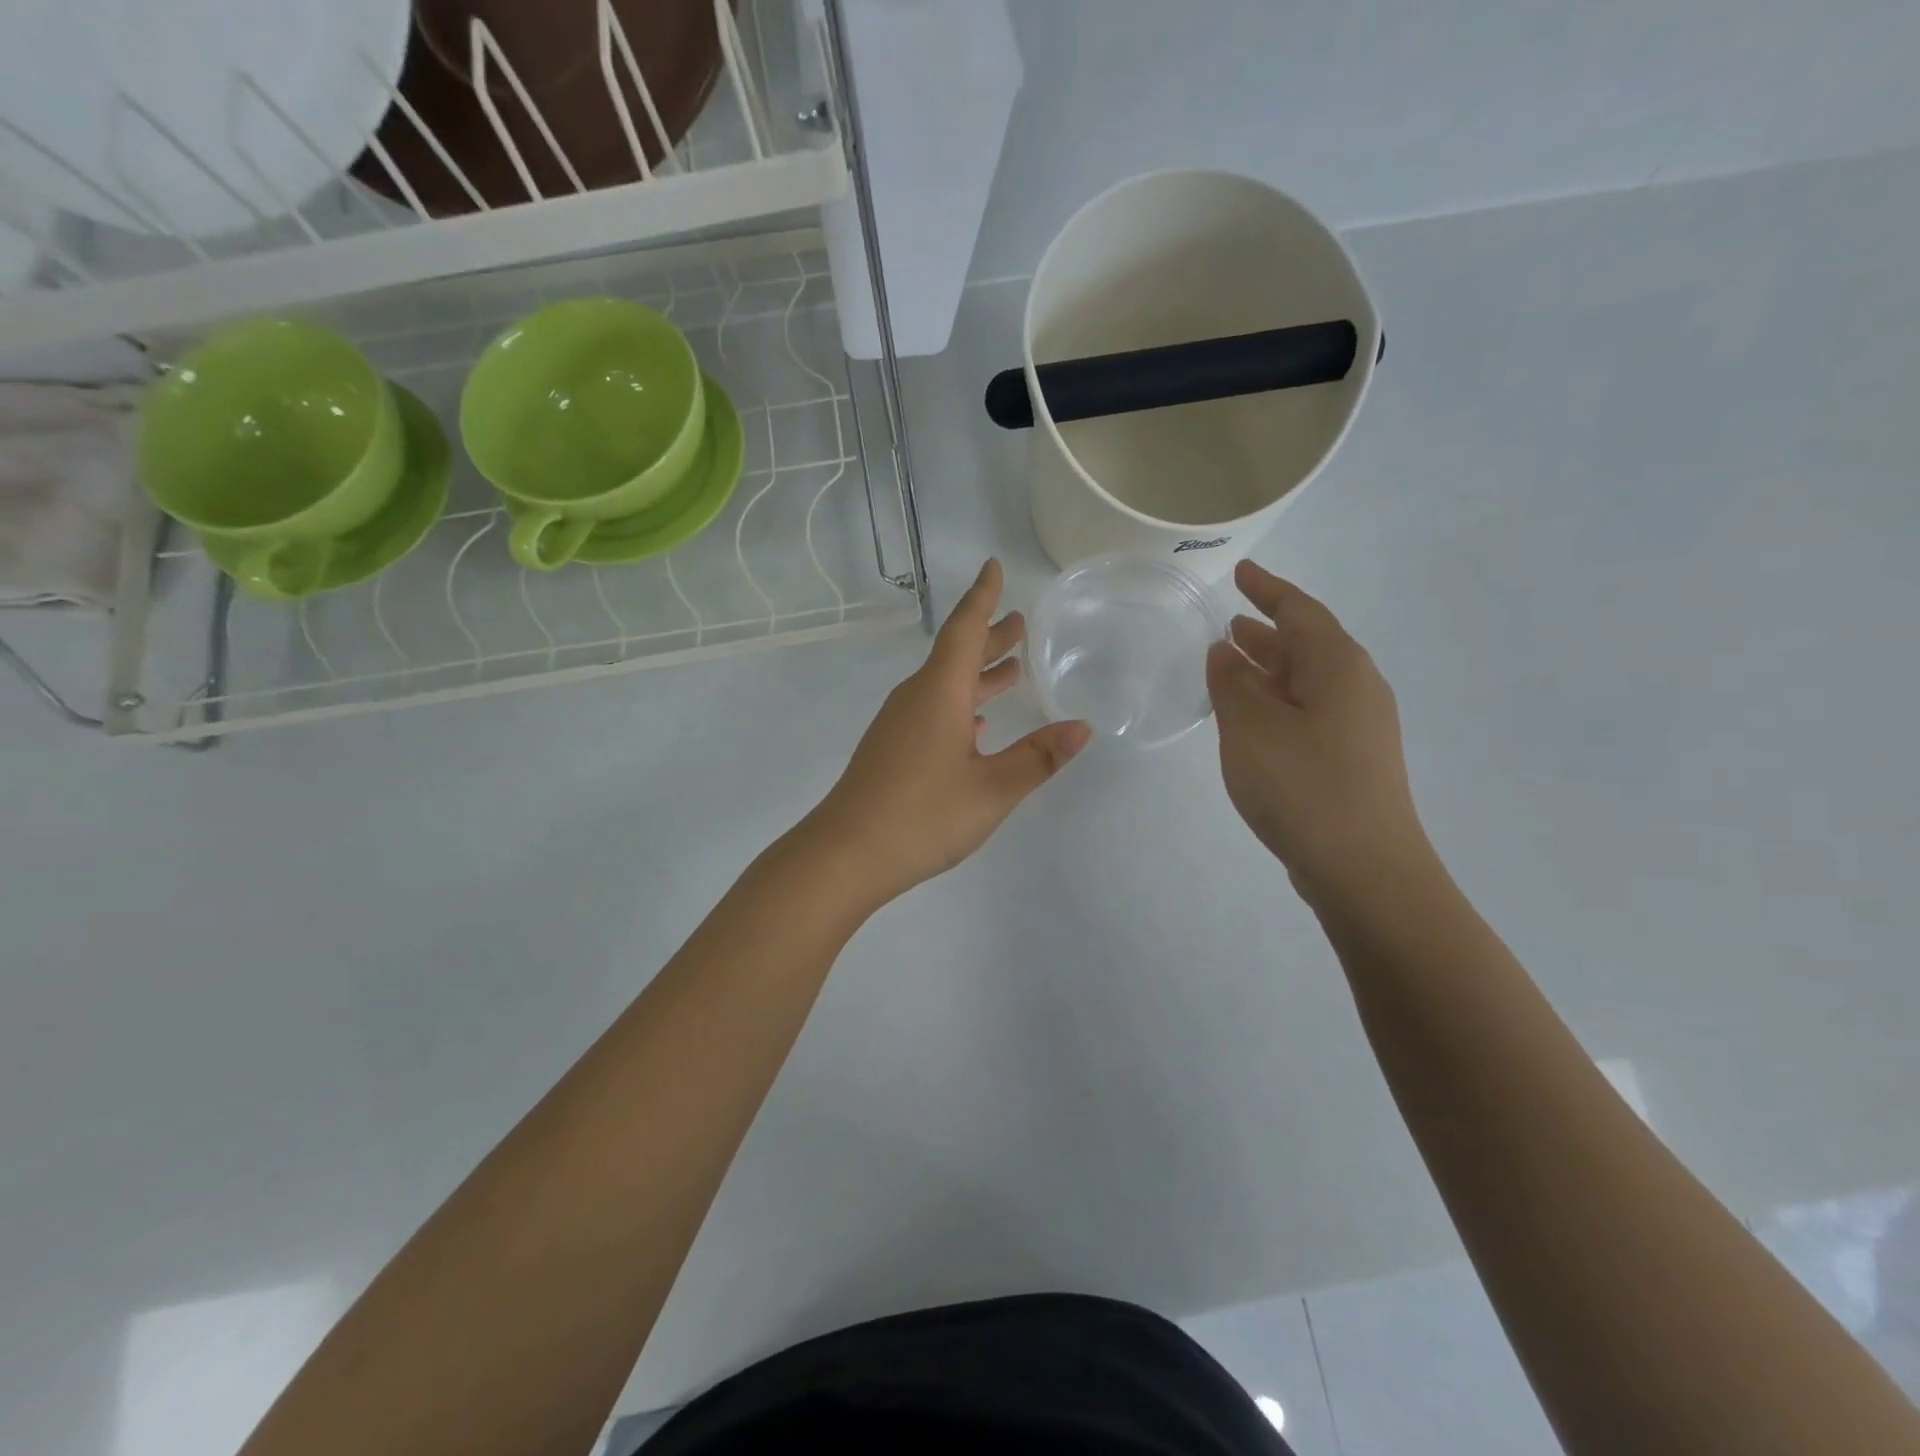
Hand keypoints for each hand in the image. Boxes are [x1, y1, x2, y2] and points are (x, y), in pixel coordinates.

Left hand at [805, 559, 1090, 903]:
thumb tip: (1082, 727)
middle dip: (990, 637)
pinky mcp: (892, 749)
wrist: (845, 855)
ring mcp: (899, 725)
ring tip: (1011, 669)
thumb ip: (1038, 757)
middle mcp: (916, 698)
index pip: (965, 630)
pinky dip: (961, 705)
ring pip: (945, 684)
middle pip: (956, 655)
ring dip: (978, 673)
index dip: (982, 598)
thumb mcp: (992, 789)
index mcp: (939, 693)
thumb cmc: (922, 815)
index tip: (993, 566)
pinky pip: (933, 710)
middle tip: (1019, 623)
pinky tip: (978, 725)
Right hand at [1206, 561, 1431, 902]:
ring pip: (1307, 679)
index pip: (1299, 610)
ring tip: (1231, 661)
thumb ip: (1232, 681)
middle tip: (1227, 622)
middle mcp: (1357, 686)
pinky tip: (1252, 716)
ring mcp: (1359, 725)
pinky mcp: (1352, 758)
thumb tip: (1226, 650)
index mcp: (1338, 665)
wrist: (1364, 868)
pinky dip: (1277, 700)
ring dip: (1269, 667)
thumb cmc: (1302, 785)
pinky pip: (1309, 710)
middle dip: (1267, 629)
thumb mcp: (1251, 726)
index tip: (1240, 573)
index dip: (1267, 589)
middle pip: (1307, 643)